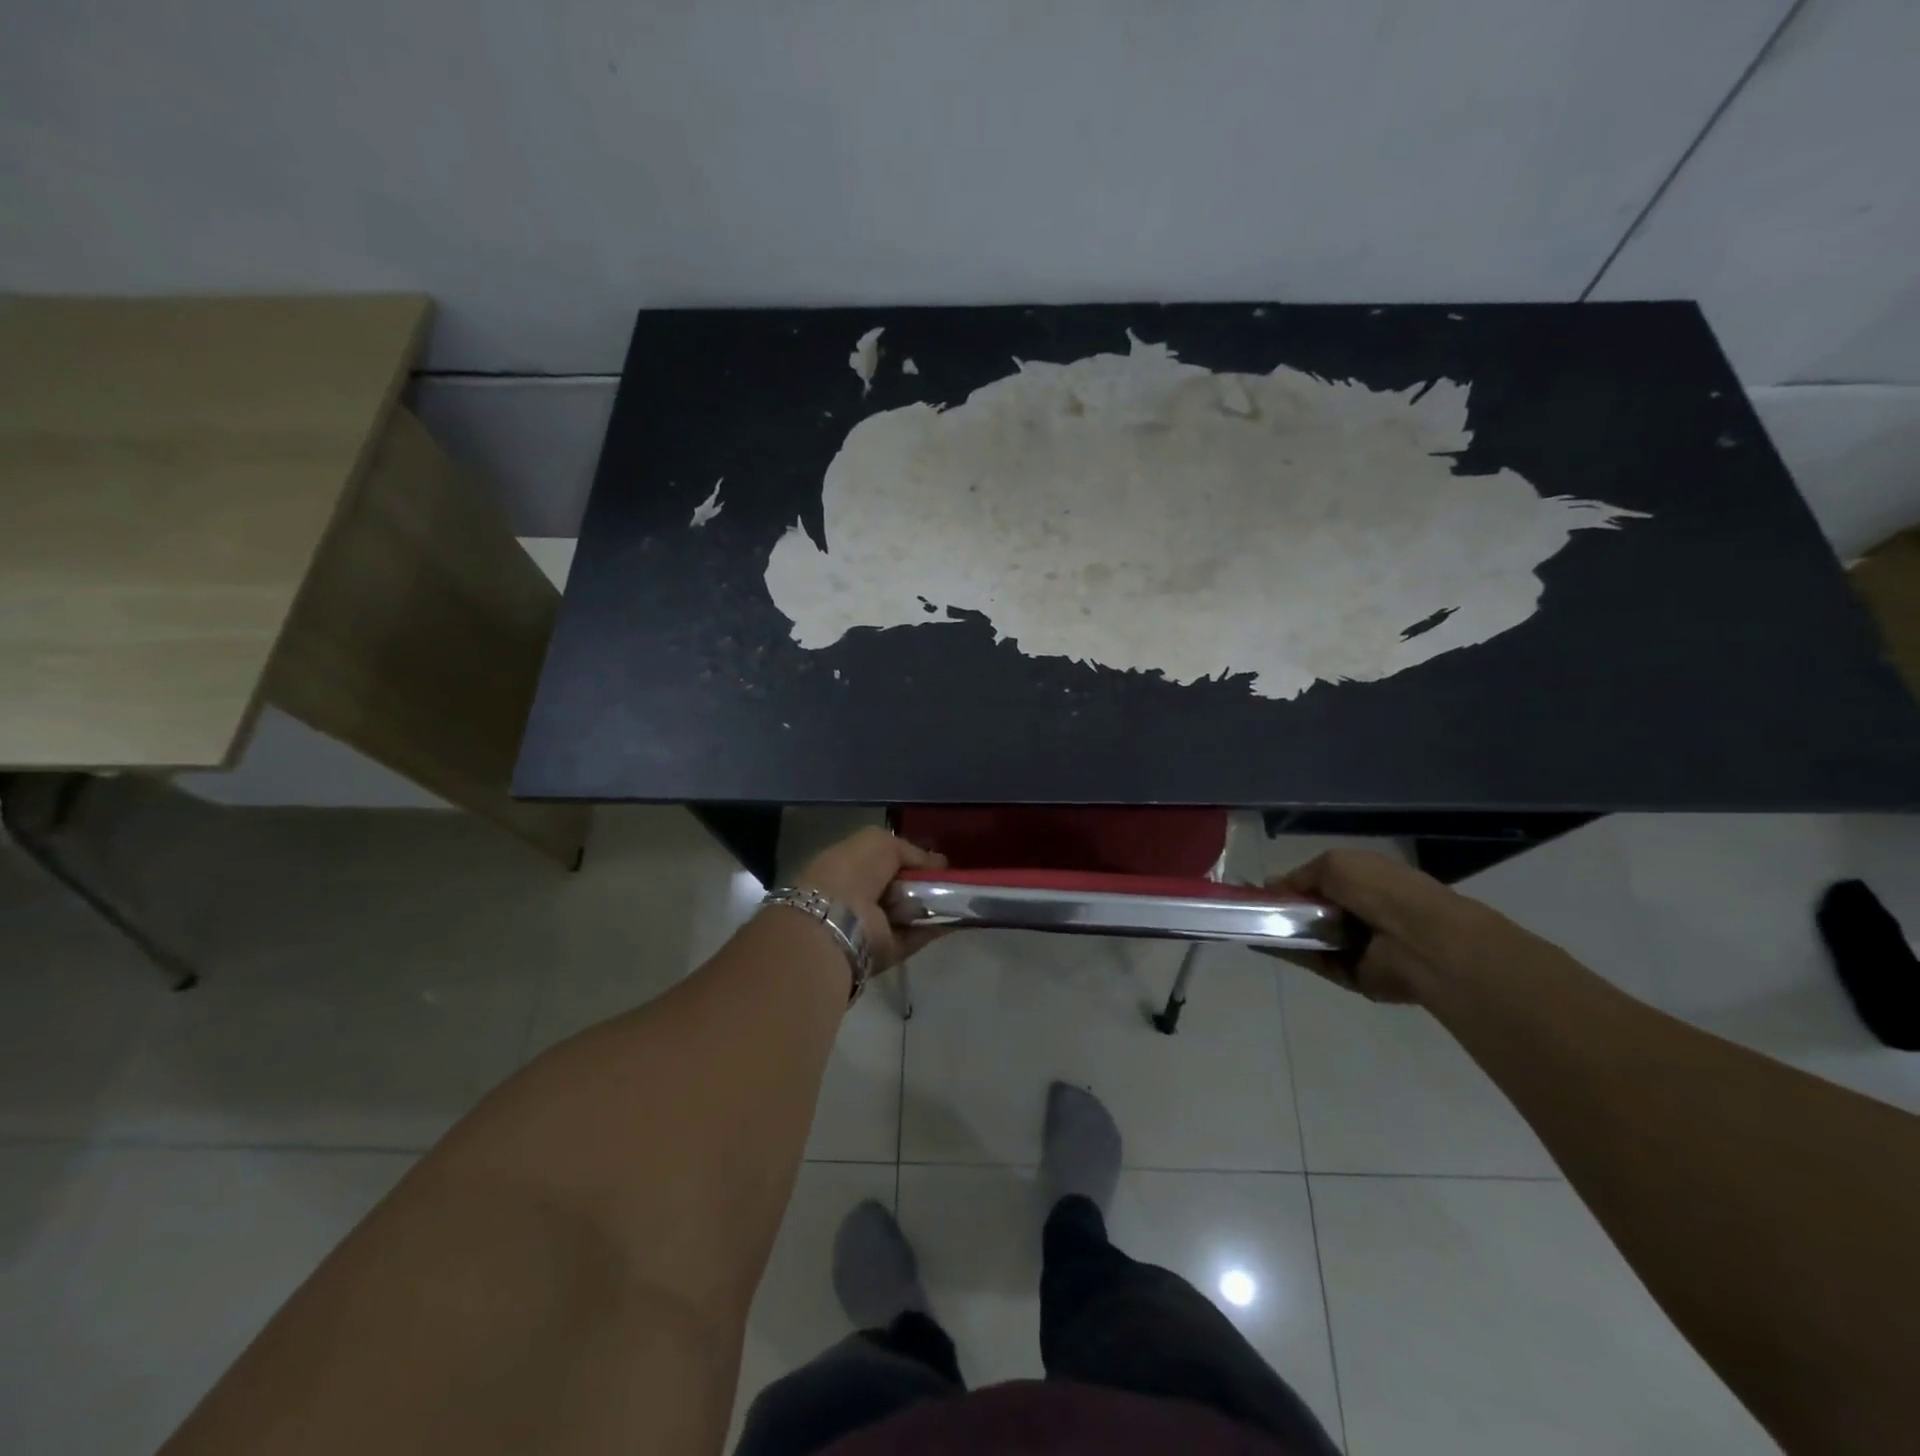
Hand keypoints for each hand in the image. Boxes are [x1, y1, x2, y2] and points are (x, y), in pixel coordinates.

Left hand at [794, 826, 948, 968]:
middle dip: (923, 883)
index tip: (936, 862)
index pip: (883, 861)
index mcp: (848, 865)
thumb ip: (910, 850)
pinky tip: (956, 917)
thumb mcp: (880, 842)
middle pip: (898, 888)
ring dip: (932, 906)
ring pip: (908, 913)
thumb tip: (937, 862)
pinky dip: (935, 928)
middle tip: (950, 880)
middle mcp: (857, 896)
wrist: (837, 919)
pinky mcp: (885, 950)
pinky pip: (914, 937)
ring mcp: (870, 925)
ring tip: (958, 897)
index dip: (909, 859)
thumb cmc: (853, 871)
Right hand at [1266, 848, 1491, 1004]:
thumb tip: (1274, 885)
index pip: (1324, 883)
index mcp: (1366, 881)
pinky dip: (1290, 953)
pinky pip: (1315, 962)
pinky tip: (1262, 942)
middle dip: (1285, 909)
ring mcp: (1359, 946)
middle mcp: (1363, 913)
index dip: (1294, 884)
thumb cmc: (1380, 890)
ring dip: (1283, 931)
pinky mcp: (1353, 974)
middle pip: (1315, 912)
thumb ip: (1303, 875)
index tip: (1264, 888)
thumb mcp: (1335, 863)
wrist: (1419, 940)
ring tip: (1249, 925)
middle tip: (1252, 908)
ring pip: (1311, 938)